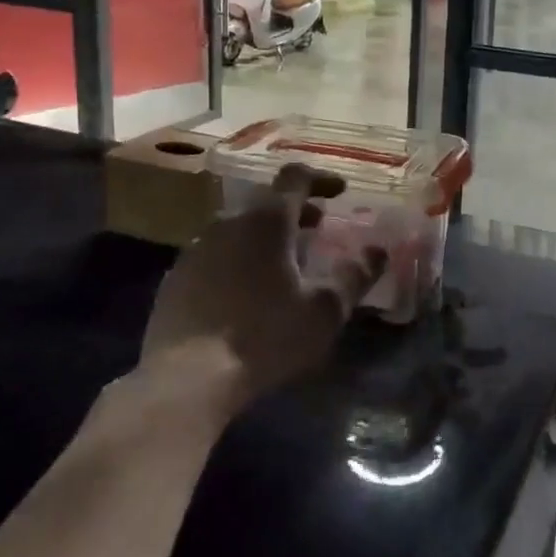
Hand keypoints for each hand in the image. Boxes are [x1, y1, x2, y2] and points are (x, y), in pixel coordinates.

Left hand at [141, 164, 385, 412]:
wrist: (186, 378)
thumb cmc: (265, 336)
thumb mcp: (324, 310)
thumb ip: (355, 276)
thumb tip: (379, 251)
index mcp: (267, 220)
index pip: (296, 177)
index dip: (321, 179)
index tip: (340, 191)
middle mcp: (228, 222)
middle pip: (266, 202)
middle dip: (296, 210)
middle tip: (318, 227)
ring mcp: (196, 249)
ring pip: (238, 227)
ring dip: (265, 235)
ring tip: (284, 262)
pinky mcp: (176, 277)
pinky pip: (216, 254)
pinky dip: (238, 259)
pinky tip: (246, 291)